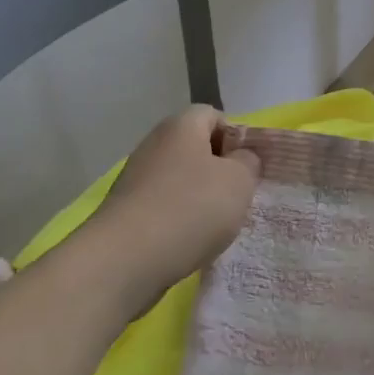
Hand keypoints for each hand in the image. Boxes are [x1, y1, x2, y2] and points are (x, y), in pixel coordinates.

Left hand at [86, 106, 260, 310]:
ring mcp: (136, 177)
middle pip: (195, 148)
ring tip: (215, 226)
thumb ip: (248, 162)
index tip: (248, 168)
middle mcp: (154, 143)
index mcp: (181, 126)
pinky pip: (162, 205)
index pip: (214, 115)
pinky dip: (178, 220)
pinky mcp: (126, 210)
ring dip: (199, 198)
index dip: (236, 137)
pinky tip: (188, 242)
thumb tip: (240, 157)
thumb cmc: (191, 209)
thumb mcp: (238, 181)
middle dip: (218, 171)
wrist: (126, 259)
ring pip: (179, 179)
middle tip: (237, 198)